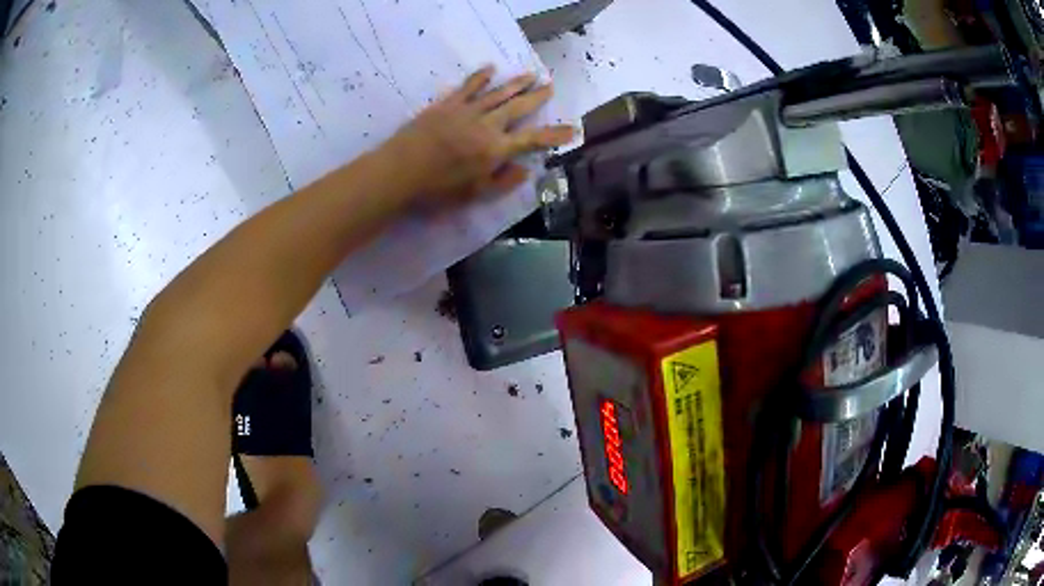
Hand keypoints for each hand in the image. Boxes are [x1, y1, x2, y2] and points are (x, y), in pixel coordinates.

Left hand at [384, 65, 575, 206]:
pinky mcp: (447, 104)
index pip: (533, 139)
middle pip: (518, 107)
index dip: (554, 134)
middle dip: (536, 96)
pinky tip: (490, 68)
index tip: (572, 128)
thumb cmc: (437, 189)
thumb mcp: (474, 194)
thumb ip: (502, 182)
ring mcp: (467, 111)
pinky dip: (480, 77)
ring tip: (530, 74)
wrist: (400, 171)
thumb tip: (525, 169)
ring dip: (516, 83)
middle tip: (550, 85)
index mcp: (496, 149)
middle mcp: (487, 125)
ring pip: (497, 93)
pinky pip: (468, 87)